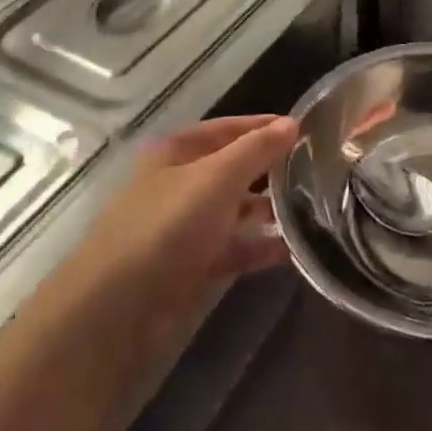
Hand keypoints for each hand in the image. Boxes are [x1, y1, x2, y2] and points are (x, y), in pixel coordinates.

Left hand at [89, 115, 295, 294]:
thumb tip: (292, 123)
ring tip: (312, 212)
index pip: (225, 128)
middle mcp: (176, 185)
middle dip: (268, 171)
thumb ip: (257, 150)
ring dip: (266, 211)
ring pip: (231, 211)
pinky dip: (257, 248)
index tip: (304, 130)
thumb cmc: (168, 226)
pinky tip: (292, 251)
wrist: (116, 308)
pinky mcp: (187, 267)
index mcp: (174, 153)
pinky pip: (230, 249)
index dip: (262, 126)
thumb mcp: (218, 178)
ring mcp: (180, 227)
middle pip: (229, 170)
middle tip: (315, 173)